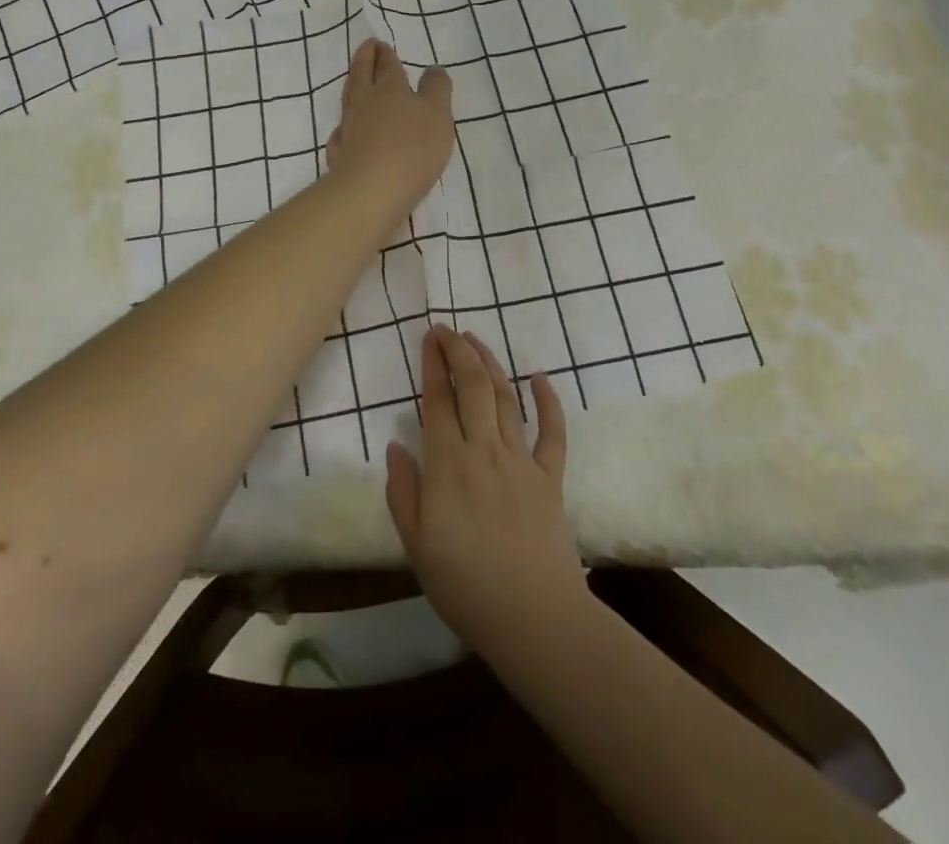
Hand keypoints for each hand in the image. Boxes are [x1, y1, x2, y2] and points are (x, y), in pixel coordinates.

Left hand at [324, 38, 453, 219]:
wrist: (373, 190)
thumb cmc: (413, 147)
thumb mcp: (437, 113)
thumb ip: (436, 89)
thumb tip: (432, 69)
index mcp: (390, 89)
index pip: (387, 65)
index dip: (385, 54)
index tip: (380, 44)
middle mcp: (365, 104)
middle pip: (361, 76)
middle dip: (364, 60)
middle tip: (366, 48)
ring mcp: (349, 129)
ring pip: (348, 100)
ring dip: (352, 86)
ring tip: (354, 80)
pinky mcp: (340, 155)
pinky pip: (341, 133)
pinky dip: (344, 126)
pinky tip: (345, 130)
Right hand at [385, 327, 586, 659]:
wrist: (533, 618)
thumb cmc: (464, 586)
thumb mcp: (416, 545)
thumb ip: (403, 492)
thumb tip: (395, 446)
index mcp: (447, 464)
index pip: (438, 400)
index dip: (433, 364)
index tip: (429, 337)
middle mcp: (484, 450)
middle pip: (473, 386)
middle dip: (459, 351)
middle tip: (448, 330)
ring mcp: (521, 461)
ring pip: (507, 398)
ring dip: (491, 364)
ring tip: (477, 341)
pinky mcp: (550, 478)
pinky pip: (552, 432)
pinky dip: (548, 401)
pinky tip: (539, 378)